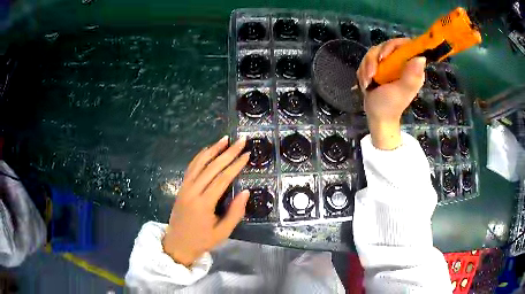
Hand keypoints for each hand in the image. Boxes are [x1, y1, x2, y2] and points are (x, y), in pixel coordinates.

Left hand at [162, 136, 249, 266]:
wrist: (177, 244)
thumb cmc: (202, 241)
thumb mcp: (223, 232)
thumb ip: (235, 213)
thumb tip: (245, 192)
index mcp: (204, 203)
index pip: (222, 178)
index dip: (236, 165)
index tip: (246, 155)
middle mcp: (193, 191)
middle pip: (212, 167)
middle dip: (227, 153)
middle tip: (240, 141)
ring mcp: (185, 188)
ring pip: (199, 163)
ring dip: (212, 150)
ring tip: (225, 140)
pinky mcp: (181, 187)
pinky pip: (191, 168)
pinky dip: (199, 157)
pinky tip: (207, 150)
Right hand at [357, 38, 425, 149]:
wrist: (377, 116)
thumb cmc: (390, 106)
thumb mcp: (401, 91)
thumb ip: (411, 76)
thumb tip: (421, 57)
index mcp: (411, 67)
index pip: (405, 45)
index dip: (393, 46)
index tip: (383, 56)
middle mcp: (401, 63)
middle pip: (386, 46)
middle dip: (375, 59)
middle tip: (371, 74)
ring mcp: (389, 64)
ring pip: (374, 52)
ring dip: (367, 67)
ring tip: (367, 82)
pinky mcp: (379, 67)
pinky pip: (368, 60)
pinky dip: (364, 71)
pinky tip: (366, 83)